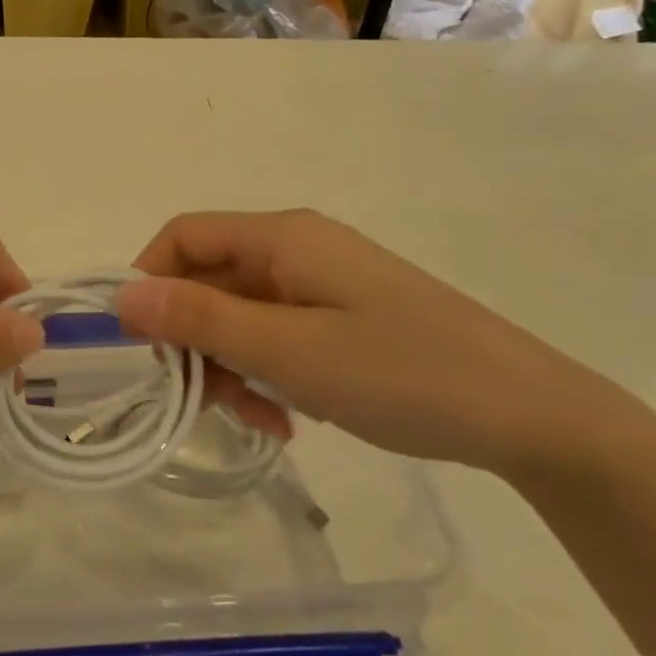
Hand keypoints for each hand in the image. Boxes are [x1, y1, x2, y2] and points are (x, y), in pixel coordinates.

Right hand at [117, 210, 652, 479]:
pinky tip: (286, 418)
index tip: (139, 345)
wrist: (533, 416)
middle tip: (199, 399)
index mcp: (283, 238)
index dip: (148, 280)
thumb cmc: (403, 373)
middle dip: (193, 337)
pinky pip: (278, 333)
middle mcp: (297, 249)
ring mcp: (323, 283)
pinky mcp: (344, 316)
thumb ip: (200, 319)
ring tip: (254, 418)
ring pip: (240, 312)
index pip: (183, 236)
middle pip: (210, 278)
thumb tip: (122, 296)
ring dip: (230, 363)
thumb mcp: (289, 351)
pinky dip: (266, 371)